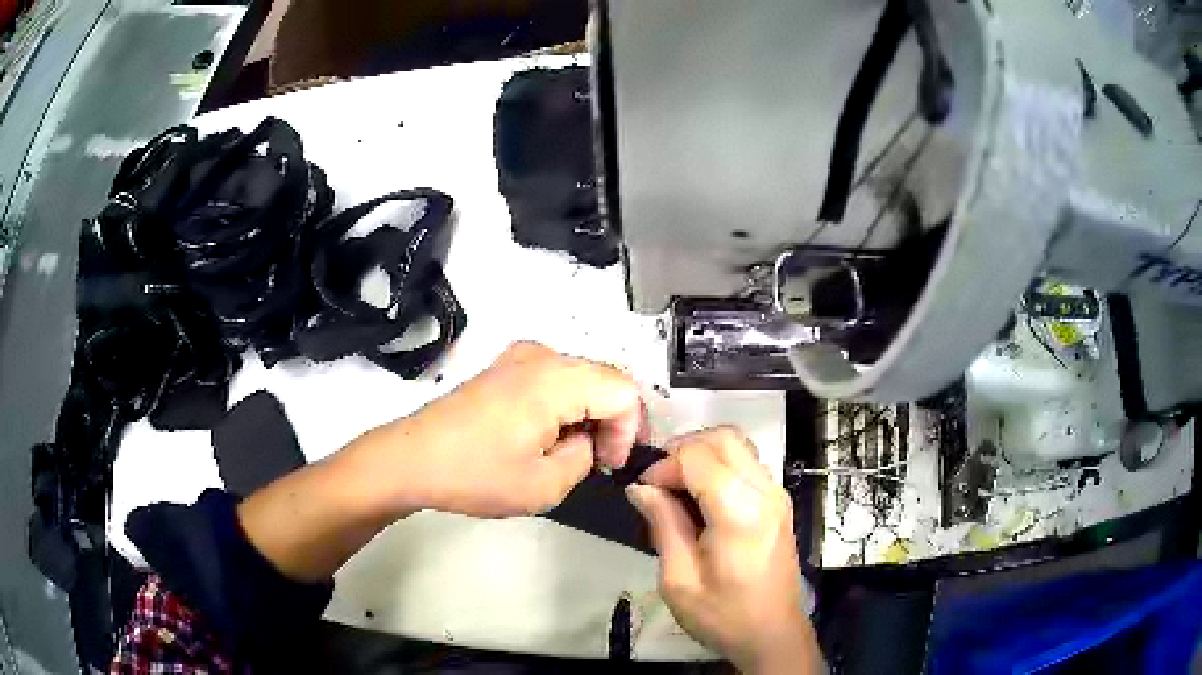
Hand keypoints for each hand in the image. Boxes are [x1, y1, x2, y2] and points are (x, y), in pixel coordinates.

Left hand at [362, 342, 643, 518]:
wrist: (412, 459)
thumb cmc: (475, 474)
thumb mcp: (545, 485)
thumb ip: (585, 458)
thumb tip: (586, 441)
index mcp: (556, 380)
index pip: (624, 392)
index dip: (629, 431)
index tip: (610, 465)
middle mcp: (542, 357)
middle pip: (605, 378)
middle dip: (613, 420)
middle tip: (600, 460)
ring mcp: (519, 357)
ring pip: (581, 376)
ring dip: (590, 411)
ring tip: (573, 450)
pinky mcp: (503, 367)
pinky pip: (554, 377)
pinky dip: (566, 403)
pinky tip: (548, 433)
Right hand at [626, 428, 821, 673]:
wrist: (773, 634)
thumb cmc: (724, 615)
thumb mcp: (679, 580)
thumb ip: (663, 525)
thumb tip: (641, 487)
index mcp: (740, 512)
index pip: (697, 456)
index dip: (663, 466)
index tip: (644, 492)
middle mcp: (765, 492)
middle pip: (723, 437)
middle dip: (683, 450)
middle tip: (659, 483)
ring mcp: (777, 494)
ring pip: (737, 445)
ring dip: (702, 455)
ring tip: (677, 489)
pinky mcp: (779, 502)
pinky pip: (747, 463)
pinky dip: (719, 465)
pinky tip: (701, 498)